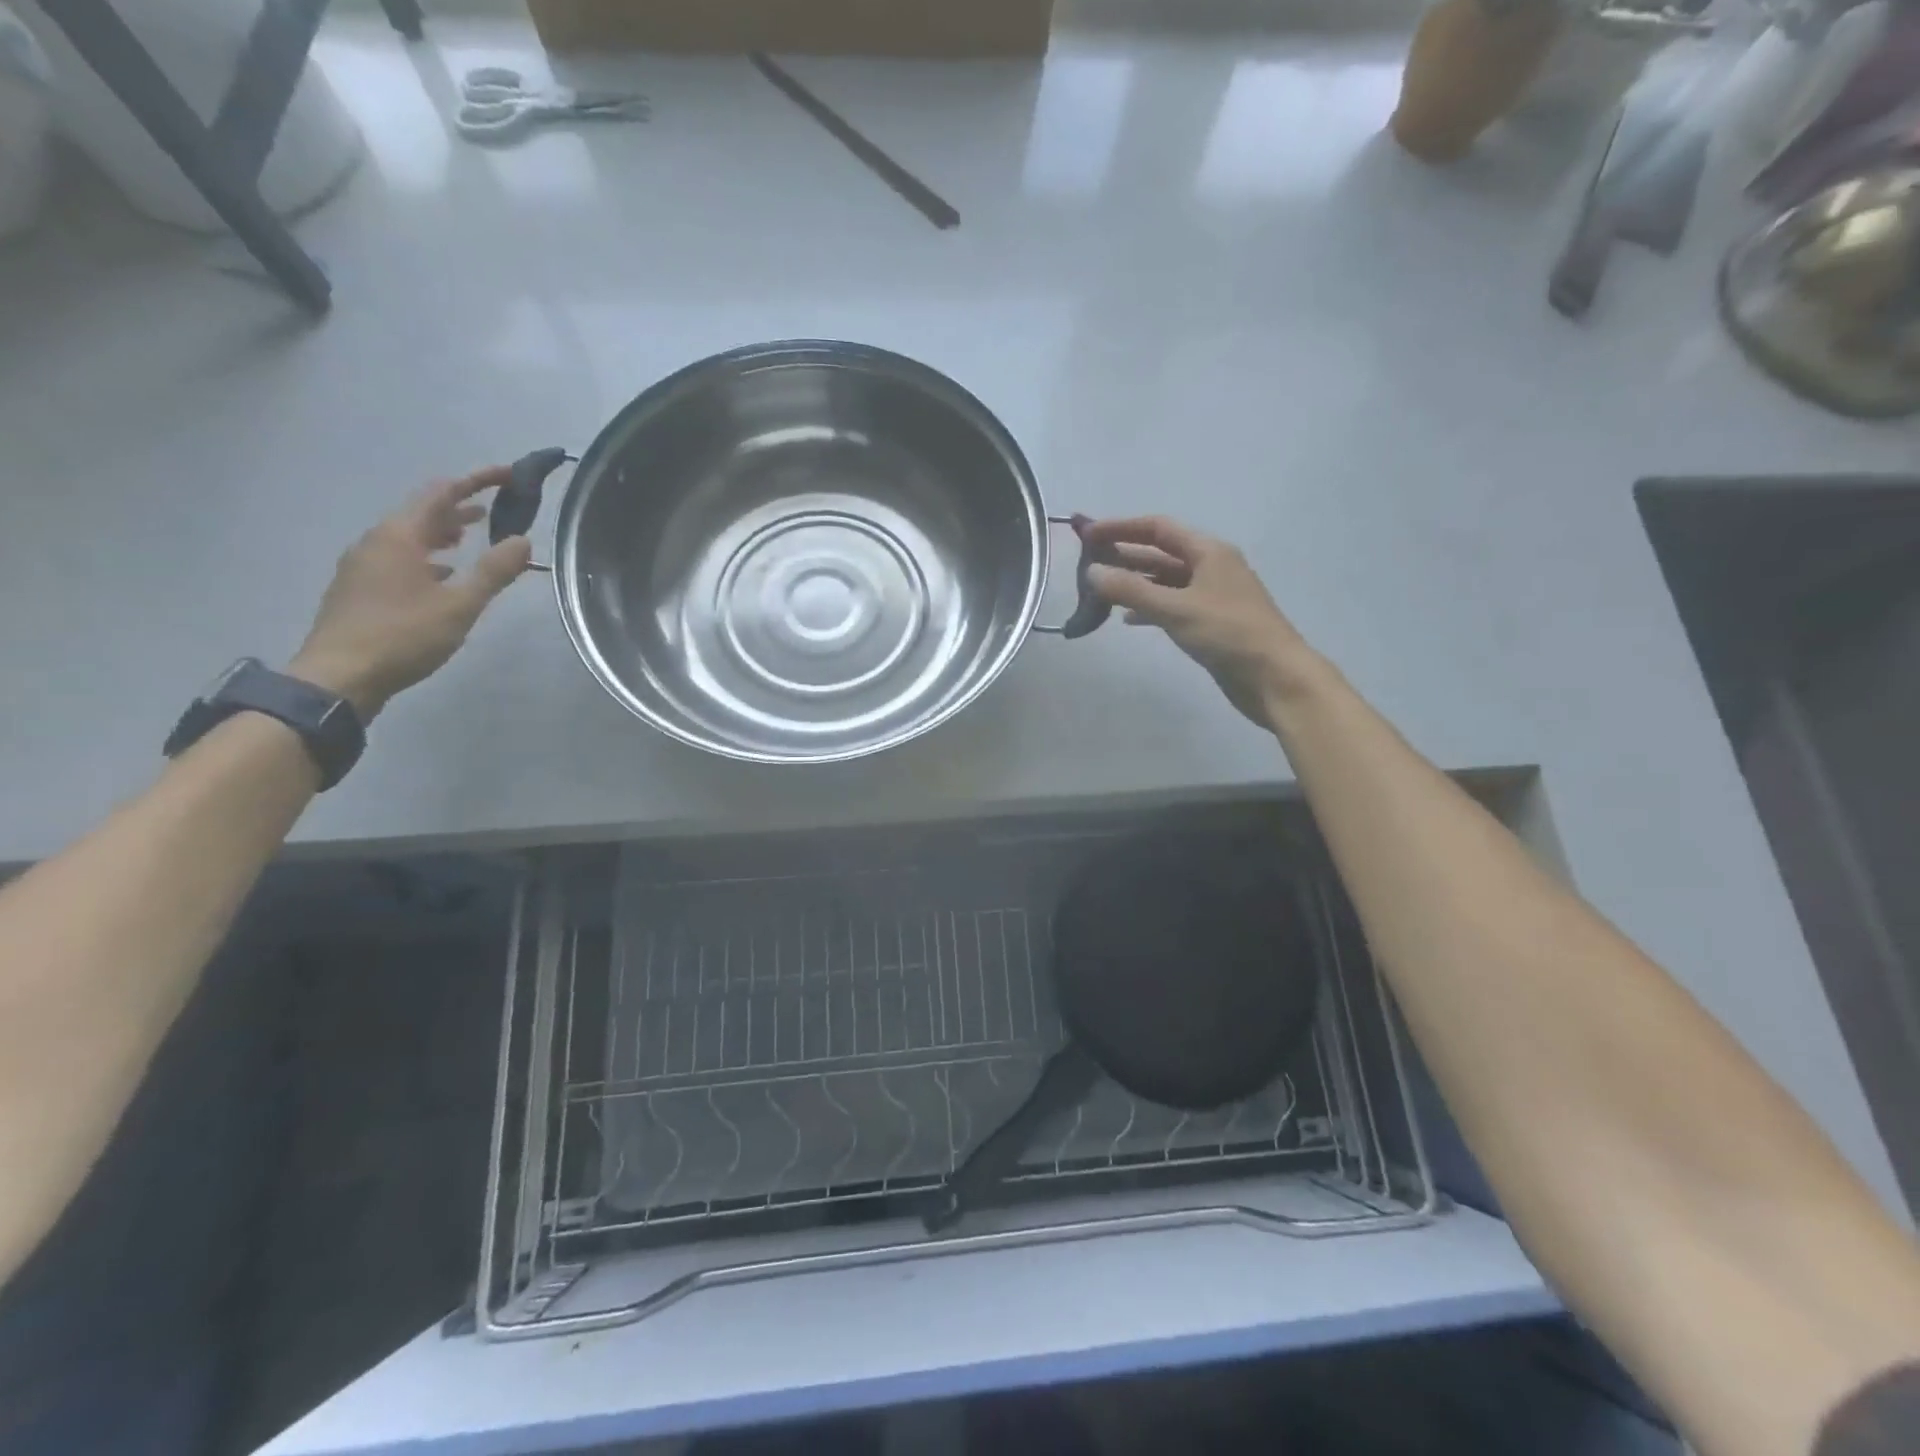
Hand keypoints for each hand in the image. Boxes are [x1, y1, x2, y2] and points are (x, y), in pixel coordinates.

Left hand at [289, 467, 532, 718]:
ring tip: (471, 537)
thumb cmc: (403, 635)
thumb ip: (493, 571)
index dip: (476, 480)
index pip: (441, 493)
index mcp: (399, 536)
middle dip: (460, 506)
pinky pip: (400, 558)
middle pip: (422, 512)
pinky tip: (442, 576)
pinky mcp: (360, 588)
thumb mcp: (459, 605)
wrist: (339, 677)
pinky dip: (427, 556)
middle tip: (497, 508)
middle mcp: (376, 541)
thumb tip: (523, 541)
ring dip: (443, 532)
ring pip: (410, 536)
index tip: (508, 475)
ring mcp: (363, 565)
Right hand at [1083, 516, 1320, 725]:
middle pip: (1160, 553)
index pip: (1158, 528)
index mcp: (1208, 552)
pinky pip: (1172, 605)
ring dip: (1134, 583)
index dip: (1121, 528)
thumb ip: (1131, 590)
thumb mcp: (1176, 609)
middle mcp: (1210, 567)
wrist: (1274, 677)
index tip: (1087, 534)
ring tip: (1100, 591)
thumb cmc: (1228, 634)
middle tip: (1087, 563)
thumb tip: (1092, 572)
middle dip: (1125, 555)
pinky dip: (1149, 608)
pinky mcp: (1210, 622)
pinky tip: (1128, 619)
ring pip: (1165, 581)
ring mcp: (1211, 596)